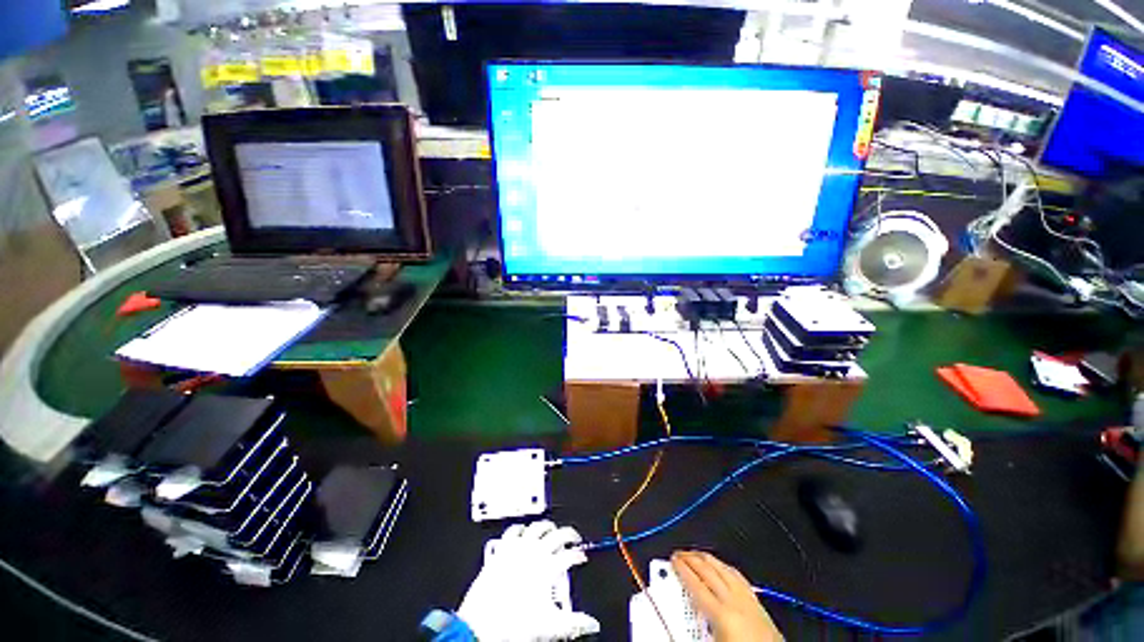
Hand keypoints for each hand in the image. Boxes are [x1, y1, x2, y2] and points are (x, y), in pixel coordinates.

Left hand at [458, 521, 599, 640]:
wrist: (481, 625)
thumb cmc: (514, 624)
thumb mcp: (549, 625)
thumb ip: (574, 623)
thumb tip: (591, 624)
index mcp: (548, 567)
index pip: (570, 554)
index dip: (579, 555)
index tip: (581, 557)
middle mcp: (534, 552)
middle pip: (556, 534)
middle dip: (567, 534)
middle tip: (572, 538)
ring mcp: (517, 548)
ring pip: (536, 527)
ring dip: (546, 527)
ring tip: (550, 529)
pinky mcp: (502, 549)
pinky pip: (513, 531)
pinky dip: (520, 528)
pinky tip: (521, 530)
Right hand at [671, 551, 782, 641]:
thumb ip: (693, 631)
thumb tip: (674, 624)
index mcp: (721, 613)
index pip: (695, 585)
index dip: (681, 570)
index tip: (672, 560)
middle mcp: (735, 601)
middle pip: (709, 571)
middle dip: (692, 559)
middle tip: (680, 553)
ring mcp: (749, 600)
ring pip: (724, 569)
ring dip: (708, 559)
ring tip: (697, 554)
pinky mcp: (759, 604)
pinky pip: (739, 577)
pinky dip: (725, 568)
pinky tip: (722, 567)